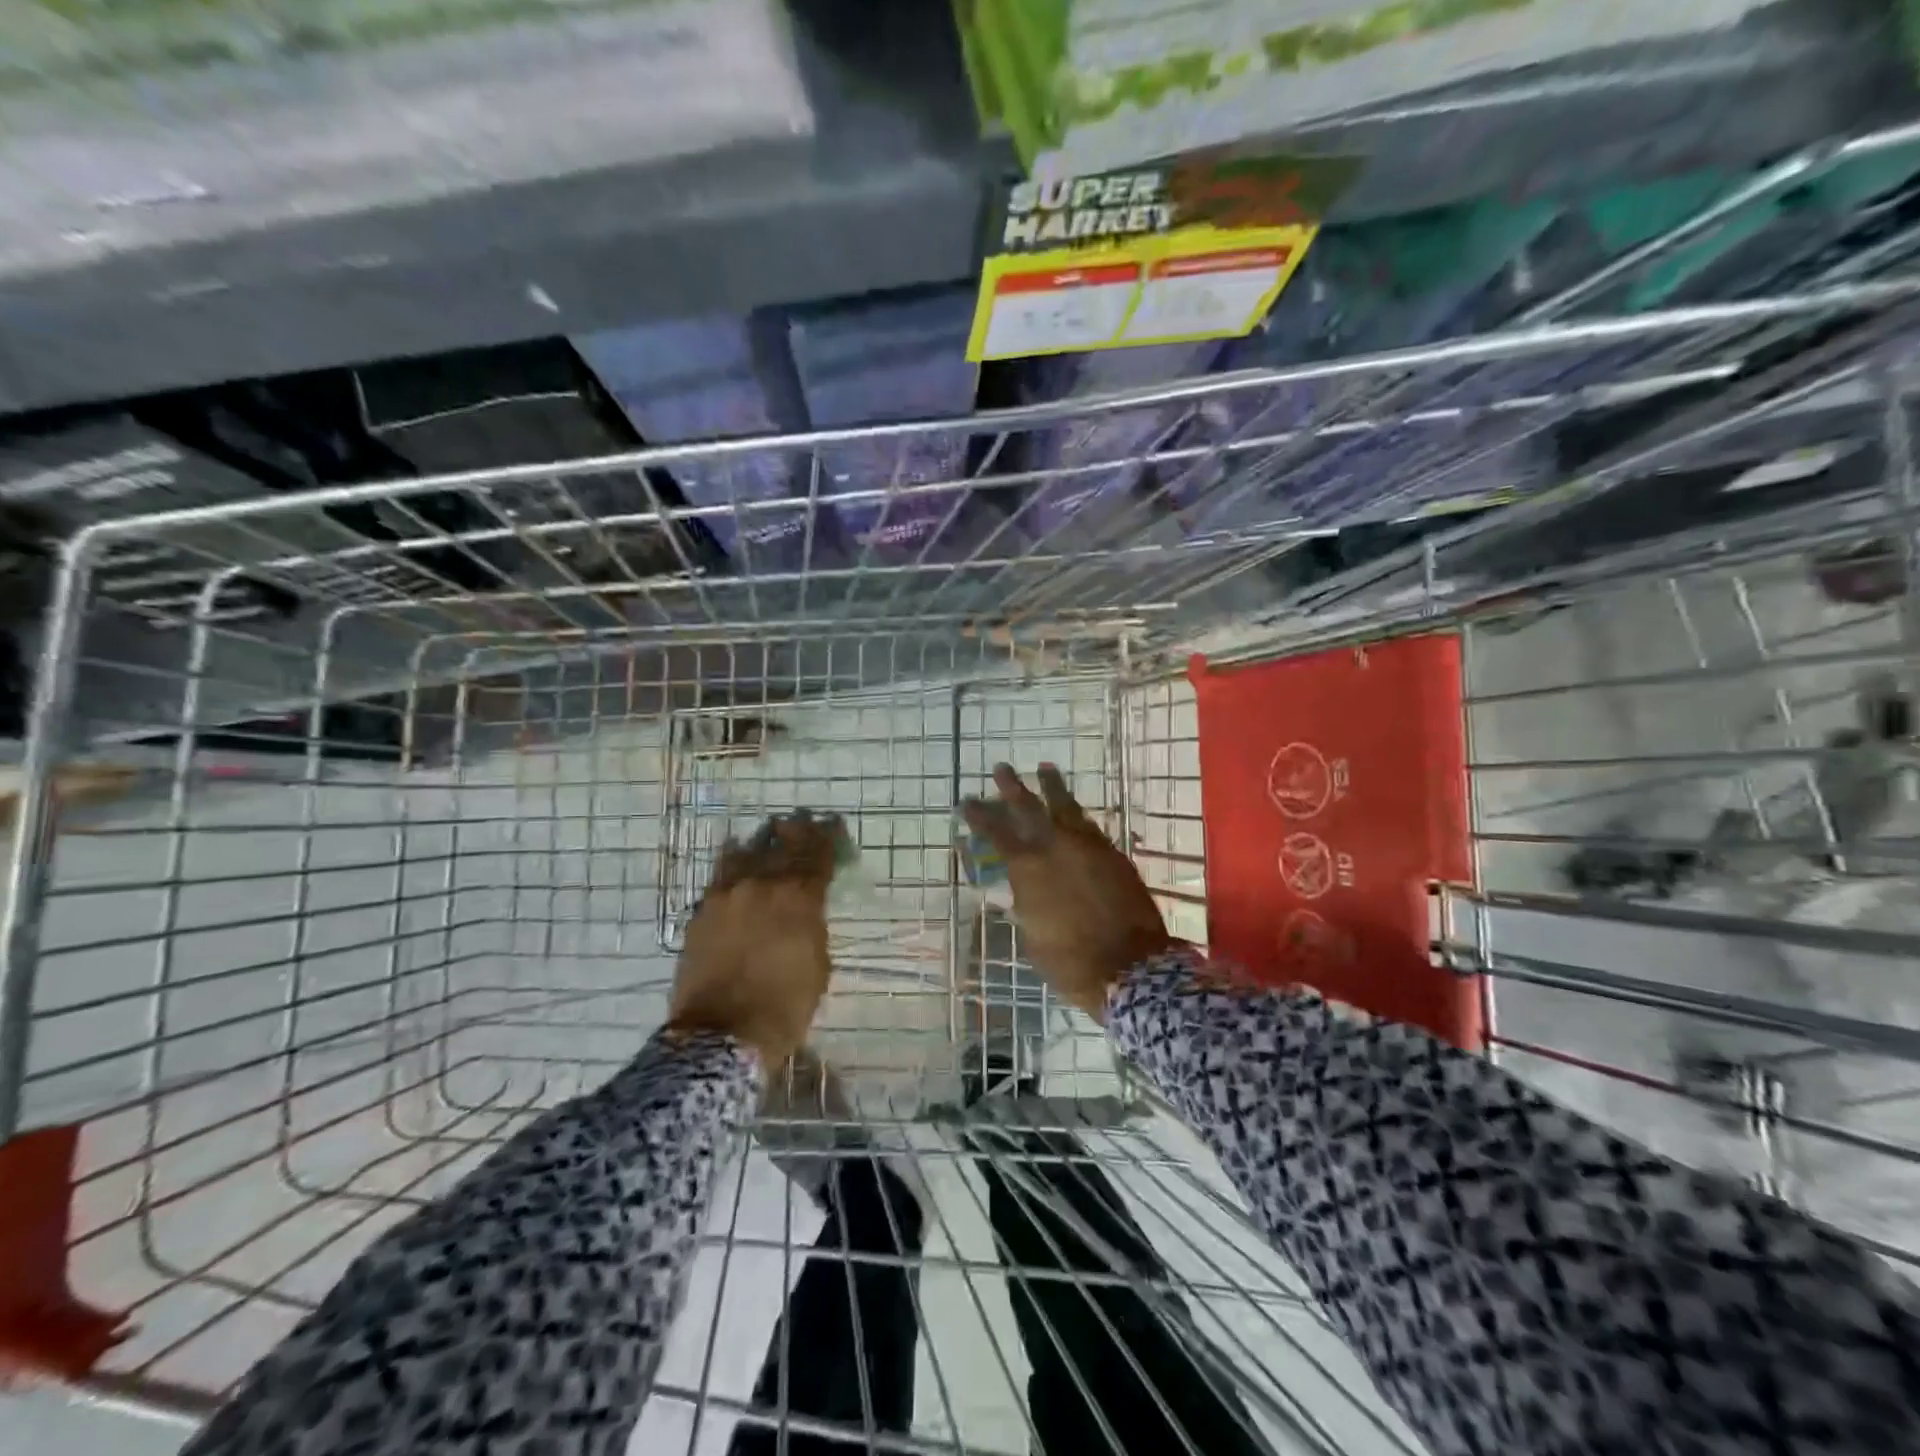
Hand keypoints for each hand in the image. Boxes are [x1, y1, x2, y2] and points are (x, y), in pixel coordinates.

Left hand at [667, 811, 837, 1066]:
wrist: (721, 1036)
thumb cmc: (784, 1006)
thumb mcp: (818, 965)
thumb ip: (813, 926)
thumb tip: (807, 910)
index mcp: (799, 897)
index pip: (819, 855)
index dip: (829, 837)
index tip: (833, 824)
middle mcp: (762, 884)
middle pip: (783, 845)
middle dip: (797, 832)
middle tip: (803, 821)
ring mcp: (727, 895)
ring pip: (747, 852)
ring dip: (763, 841)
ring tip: (770, 832)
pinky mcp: (702, 911)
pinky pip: (720, 874)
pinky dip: (732, 861)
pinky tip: (735, 853)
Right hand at [962, 763, 1170, 1020]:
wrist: (1129, 965)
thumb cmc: (1070, 961)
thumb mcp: (1033, 936)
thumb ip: (1025, 906)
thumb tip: (1021, 894)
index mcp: (1028, 869)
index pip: (996, 833)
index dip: (980, 816)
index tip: (967, 801)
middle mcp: (1055, 848)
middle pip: (1030, 808)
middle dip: (1013, 787)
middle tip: (1001, 768)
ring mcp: (1088, 847)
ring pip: (1066, 807)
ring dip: (1053, 787)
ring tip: (1045, 768)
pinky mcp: (1113, 854)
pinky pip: (1090, 825)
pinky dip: (1077, 814)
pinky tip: (1074, 810)